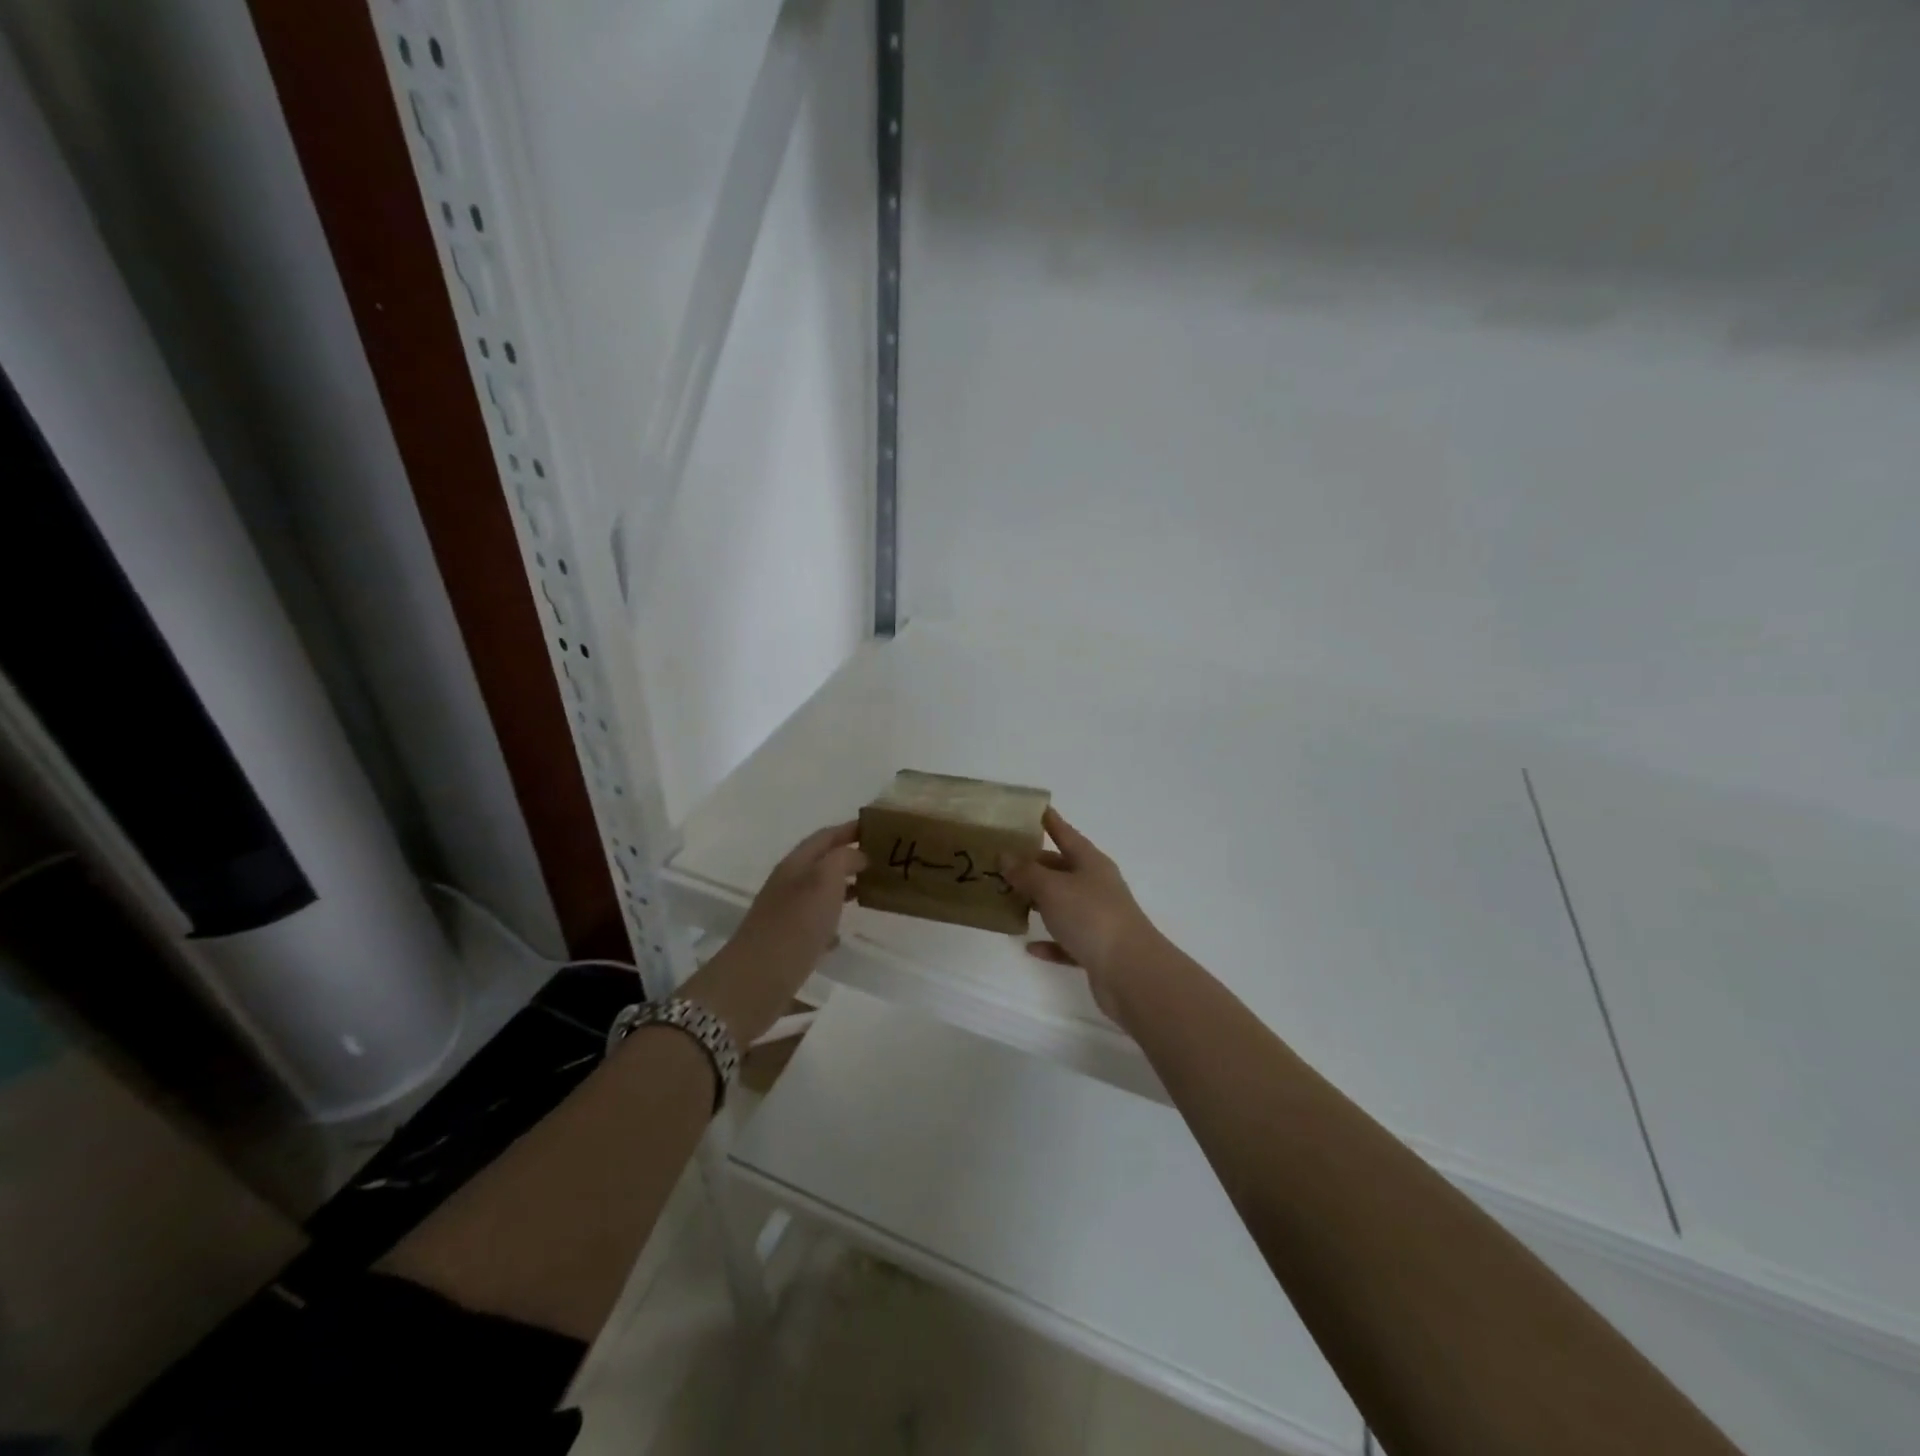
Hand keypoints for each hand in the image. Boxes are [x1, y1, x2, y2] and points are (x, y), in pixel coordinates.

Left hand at [731, 820, 866, 985]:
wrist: (758, 979)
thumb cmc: (795, 924)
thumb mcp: (824, 880)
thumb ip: (843, 859)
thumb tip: (858, 855)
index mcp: (796, 864)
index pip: (826, 836)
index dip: (850, 829)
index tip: (879, 827)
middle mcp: (789, 884)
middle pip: (822, 862)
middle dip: (850, 857)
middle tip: (883, 860)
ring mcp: (786, 913)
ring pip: (820, 892)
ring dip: (844, 887)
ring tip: (872, 891)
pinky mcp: (787, 941)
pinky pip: (816, 922)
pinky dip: (833, 920)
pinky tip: (844, 933)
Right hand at [1001, 808, 1165, 1020]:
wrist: (1130, 972)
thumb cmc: (1091, 917)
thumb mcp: (1052, 888)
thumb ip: (1027, 873)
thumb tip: (1006, 856)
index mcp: (1090, 863)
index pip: (1066, 833)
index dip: (1050, 821)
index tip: (1034, 809)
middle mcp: (1096, 886)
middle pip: (1062, 869)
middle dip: (1035, 865)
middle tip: (1003, 862)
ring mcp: (1098, 918)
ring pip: (1063, 904)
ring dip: (1038, 902)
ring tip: (1008, 900)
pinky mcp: (1096, 949)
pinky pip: (1067, 940)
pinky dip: (1050, 941)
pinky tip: (1029, 946)